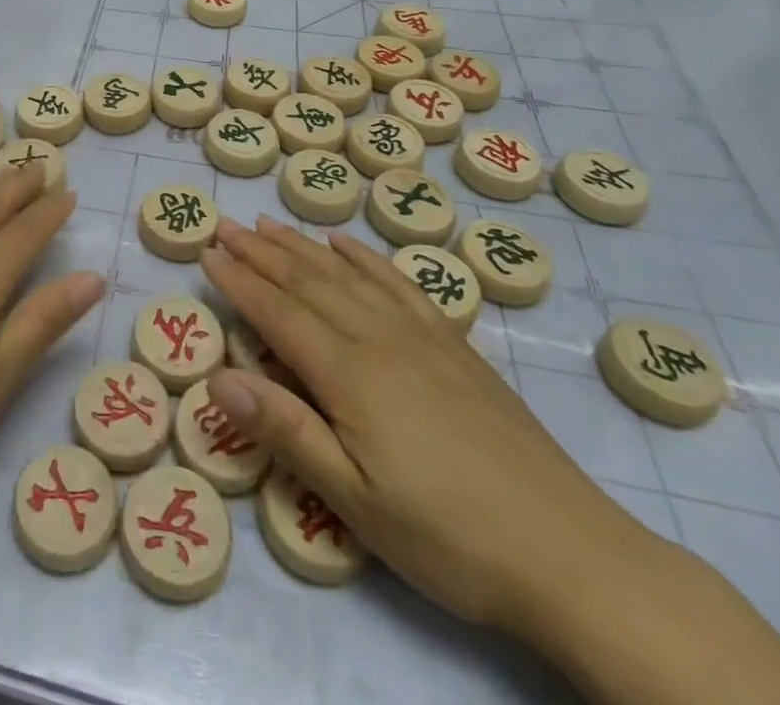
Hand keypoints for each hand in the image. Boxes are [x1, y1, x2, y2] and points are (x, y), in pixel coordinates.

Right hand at [199, 216, 662, 639]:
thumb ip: (285, 431)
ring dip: (301, 246)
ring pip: (347, 274)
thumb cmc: (449, 537)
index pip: (276, 312)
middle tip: (224, 225)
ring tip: (269, 223)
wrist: (574, 556)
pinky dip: (365, 257)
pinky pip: (398, 284)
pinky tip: (347, 244)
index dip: (237, 281)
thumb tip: (216, 377)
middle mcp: (379, 337)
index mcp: (349, 372)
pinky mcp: (455, 346)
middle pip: (307, 282)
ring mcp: (422, 336)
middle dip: (260, 252)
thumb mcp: (355, 500)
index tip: (205, 252)